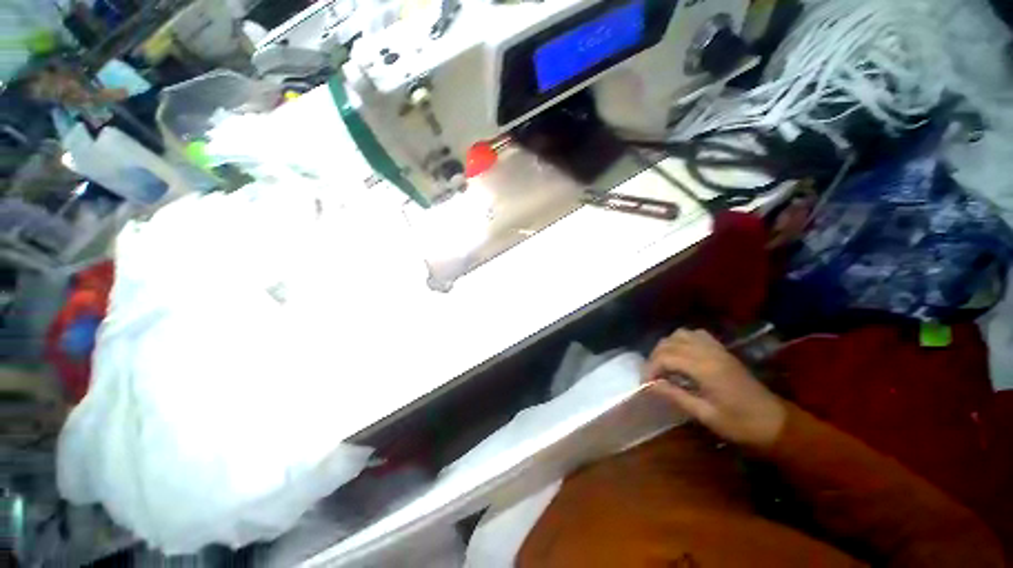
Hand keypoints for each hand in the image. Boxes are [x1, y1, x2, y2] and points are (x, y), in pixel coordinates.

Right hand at [642, 329, 785, 449]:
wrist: (777, 423)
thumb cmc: (741, 425)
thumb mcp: (706, 415)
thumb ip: (676, 396)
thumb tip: (650, 386)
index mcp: (705, 369)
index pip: (666, 357)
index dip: (650, 368)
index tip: (645, 384)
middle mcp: (709, 353)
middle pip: (670, 342)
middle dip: (655, 357)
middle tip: (652, 376)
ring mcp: (717, 349)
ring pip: (681, 334)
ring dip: (667, 346)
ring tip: (664, 364)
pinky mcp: (723, 351)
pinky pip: (696, 335)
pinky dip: (683, 340)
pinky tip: (682, 355)